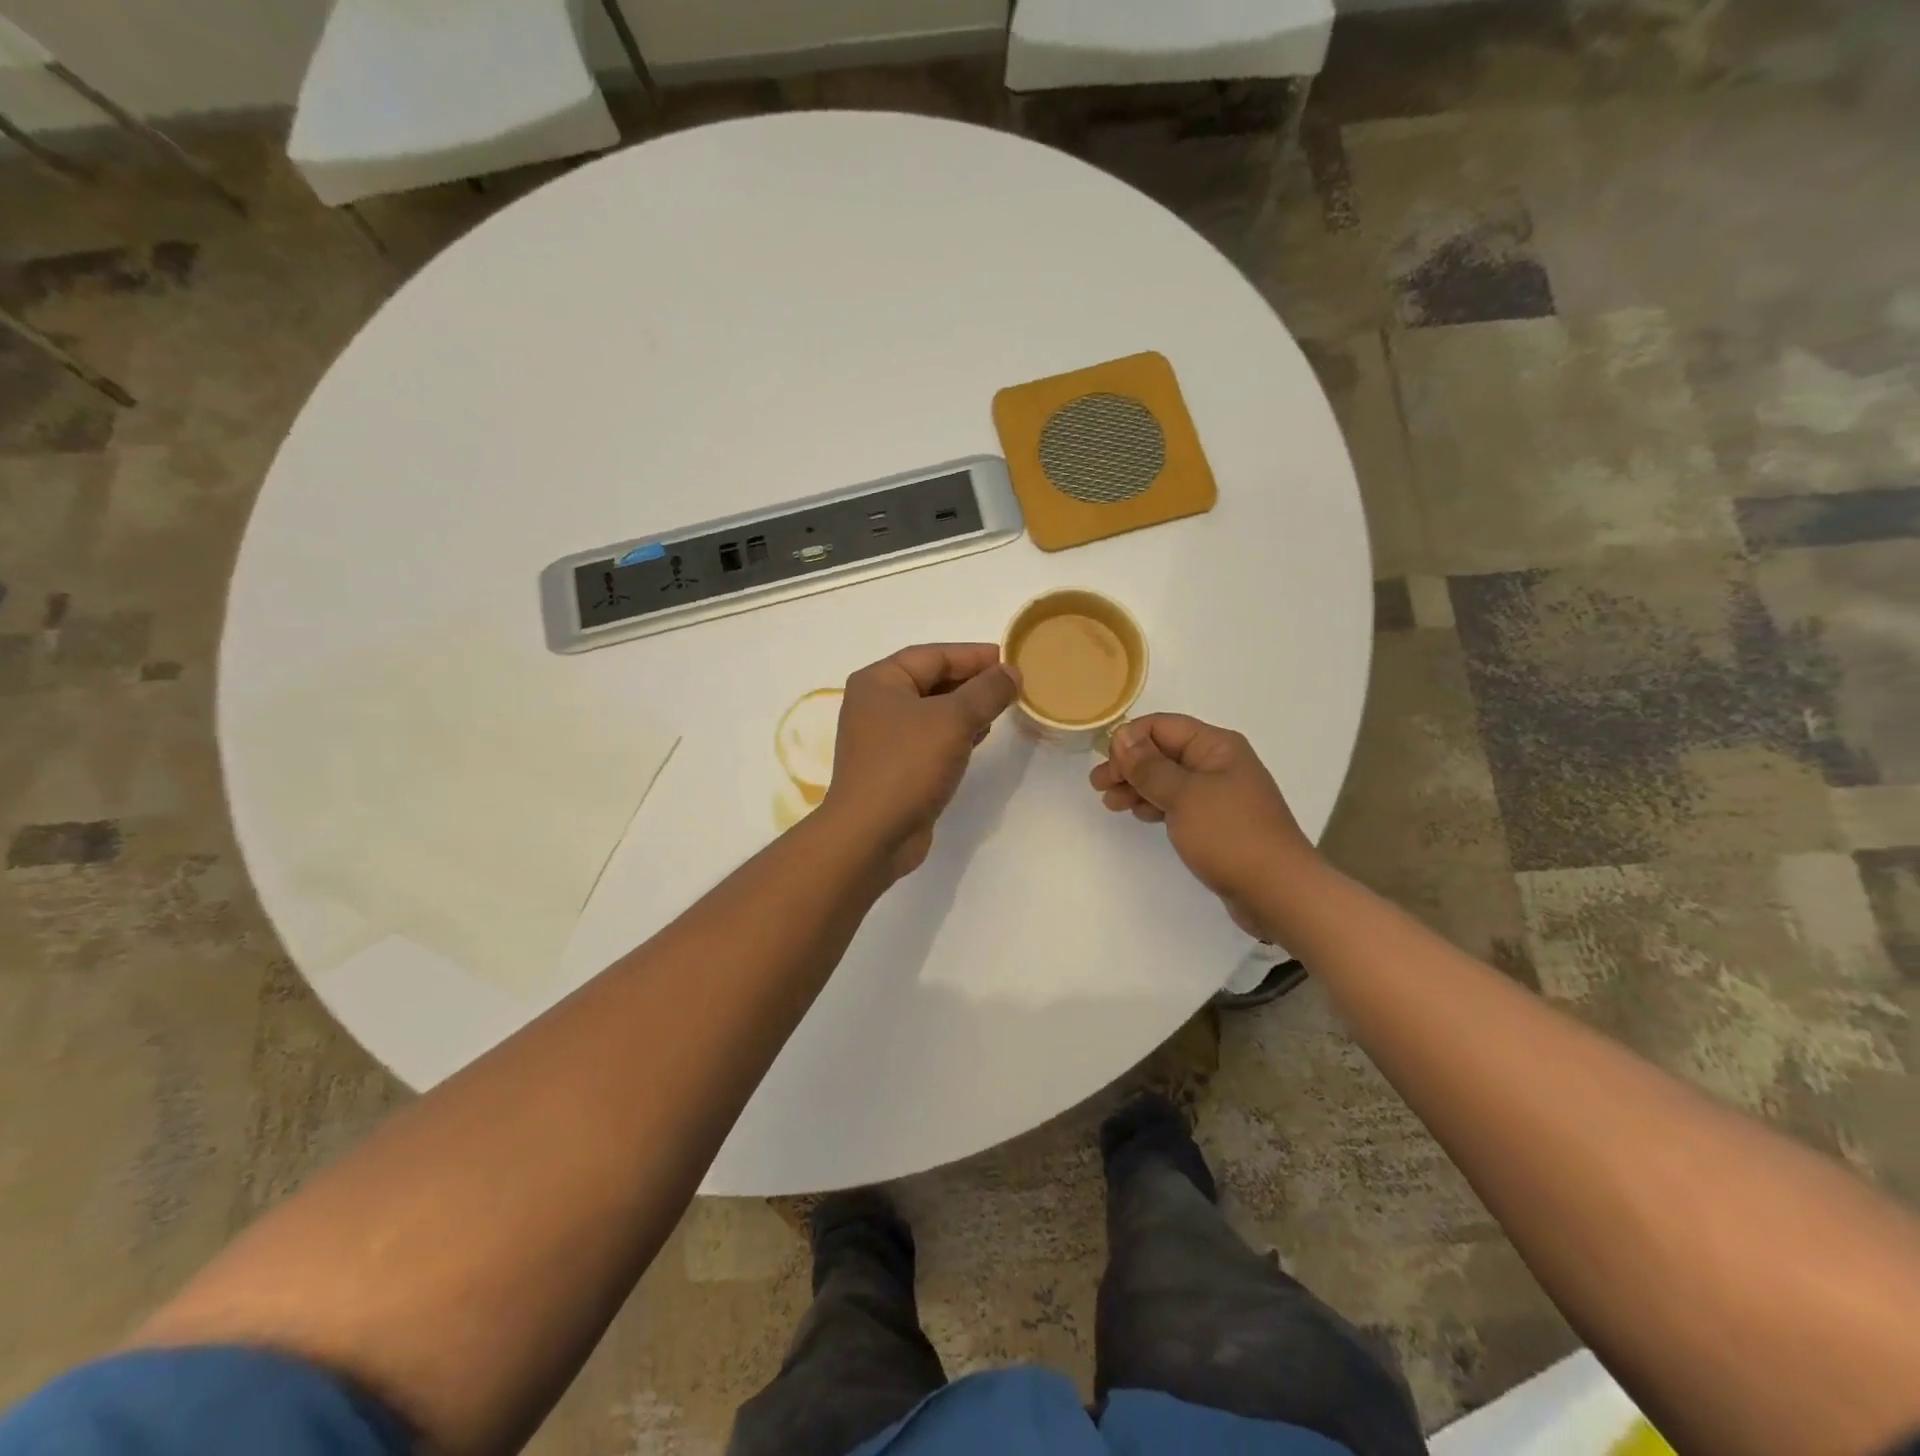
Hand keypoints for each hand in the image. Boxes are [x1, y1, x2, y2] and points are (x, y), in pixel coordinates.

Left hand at [822, 643, 1019, 877]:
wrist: (872, 835)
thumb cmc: (907, 765)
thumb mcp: (953, 720)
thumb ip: (986, 691)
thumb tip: (1011, 672)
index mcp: (879, 681)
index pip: (933, 655)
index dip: (973, 655)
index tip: (1010, 658)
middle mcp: (876, 704)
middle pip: (932, 681)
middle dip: (972, 681)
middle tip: (1012, 684)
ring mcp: (884, 738)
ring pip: (933, 712)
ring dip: (967, 708)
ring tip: (1002, 707)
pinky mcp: (895, 767)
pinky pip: (930, 739)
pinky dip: (956, 734)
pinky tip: (981, 737)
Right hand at [1090, 714, 1317, 936]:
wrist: (1278, 892)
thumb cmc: (1229, 835)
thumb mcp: (1183, 795)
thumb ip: (1149, 766)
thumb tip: (1123, 737)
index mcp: (1216, 746)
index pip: (1162, 726)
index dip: (1130, 740)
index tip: (1106, 765)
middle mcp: (1219, 763)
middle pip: (1163, 752)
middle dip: (1129, 765)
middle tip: (1099, 786)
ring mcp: (1219, 793)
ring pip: (1168, 779)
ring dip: (1138, 786)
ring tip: (1111, 803)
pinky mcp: (1217, 821)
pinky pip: (1179, 802)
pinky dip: (1155, 804)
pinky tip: (1139, 814)